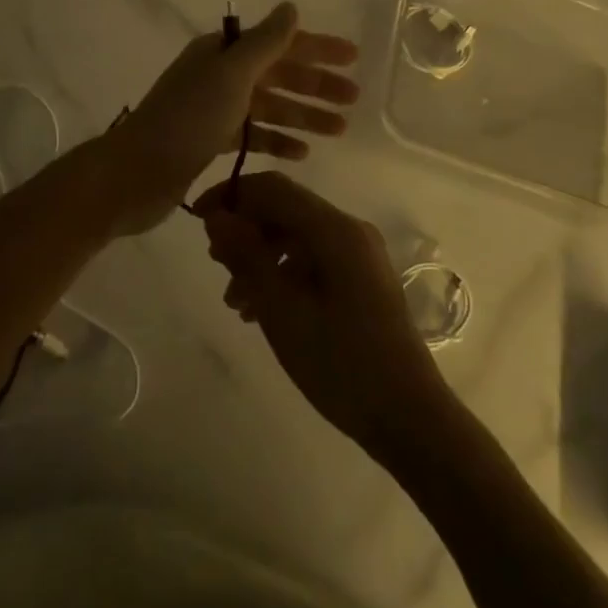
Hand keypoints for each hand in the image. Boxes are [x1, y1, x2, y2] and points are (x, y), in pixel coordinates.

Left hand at [107, 2, 359, 234]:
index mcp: (221, 53)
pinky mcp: (209, 142)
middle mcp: (217, 76)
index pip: (278, 43)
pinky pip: (253, 135)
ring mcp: (213, 110)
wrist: (136, 174)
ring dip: (303, 115)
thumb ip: (265, 42)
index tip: (353, 58)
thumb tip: (290, 7)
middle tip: (354, 100)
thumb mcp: (231, 75)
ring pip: (268, 107)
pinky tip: (302, 154)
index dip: (316, 48)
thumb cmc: (188, 119)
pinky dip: (277, 140)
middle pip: (276, 74)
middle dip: (315, 85)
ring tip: (339, 129)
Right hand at [197, 172, 449, 454]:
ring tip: (234, 300)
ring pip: (295, 237)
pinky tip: (260, 310)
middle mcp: (349, 231)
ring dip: (259, 257)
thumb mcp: (282, 310)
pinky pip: (312, 260)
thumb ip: (246, 257)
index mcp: (335, 229)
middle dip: (245, 230)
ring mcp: (359, 255)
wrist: (409, 419)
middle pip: (285, 210)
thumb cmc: (341, 364)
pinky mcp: (361, 279)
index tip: (198, 220)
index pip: (273, 188)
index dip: (231, 195)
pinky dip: (281, 274)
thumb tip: (217, 216)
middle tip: (215, 264)